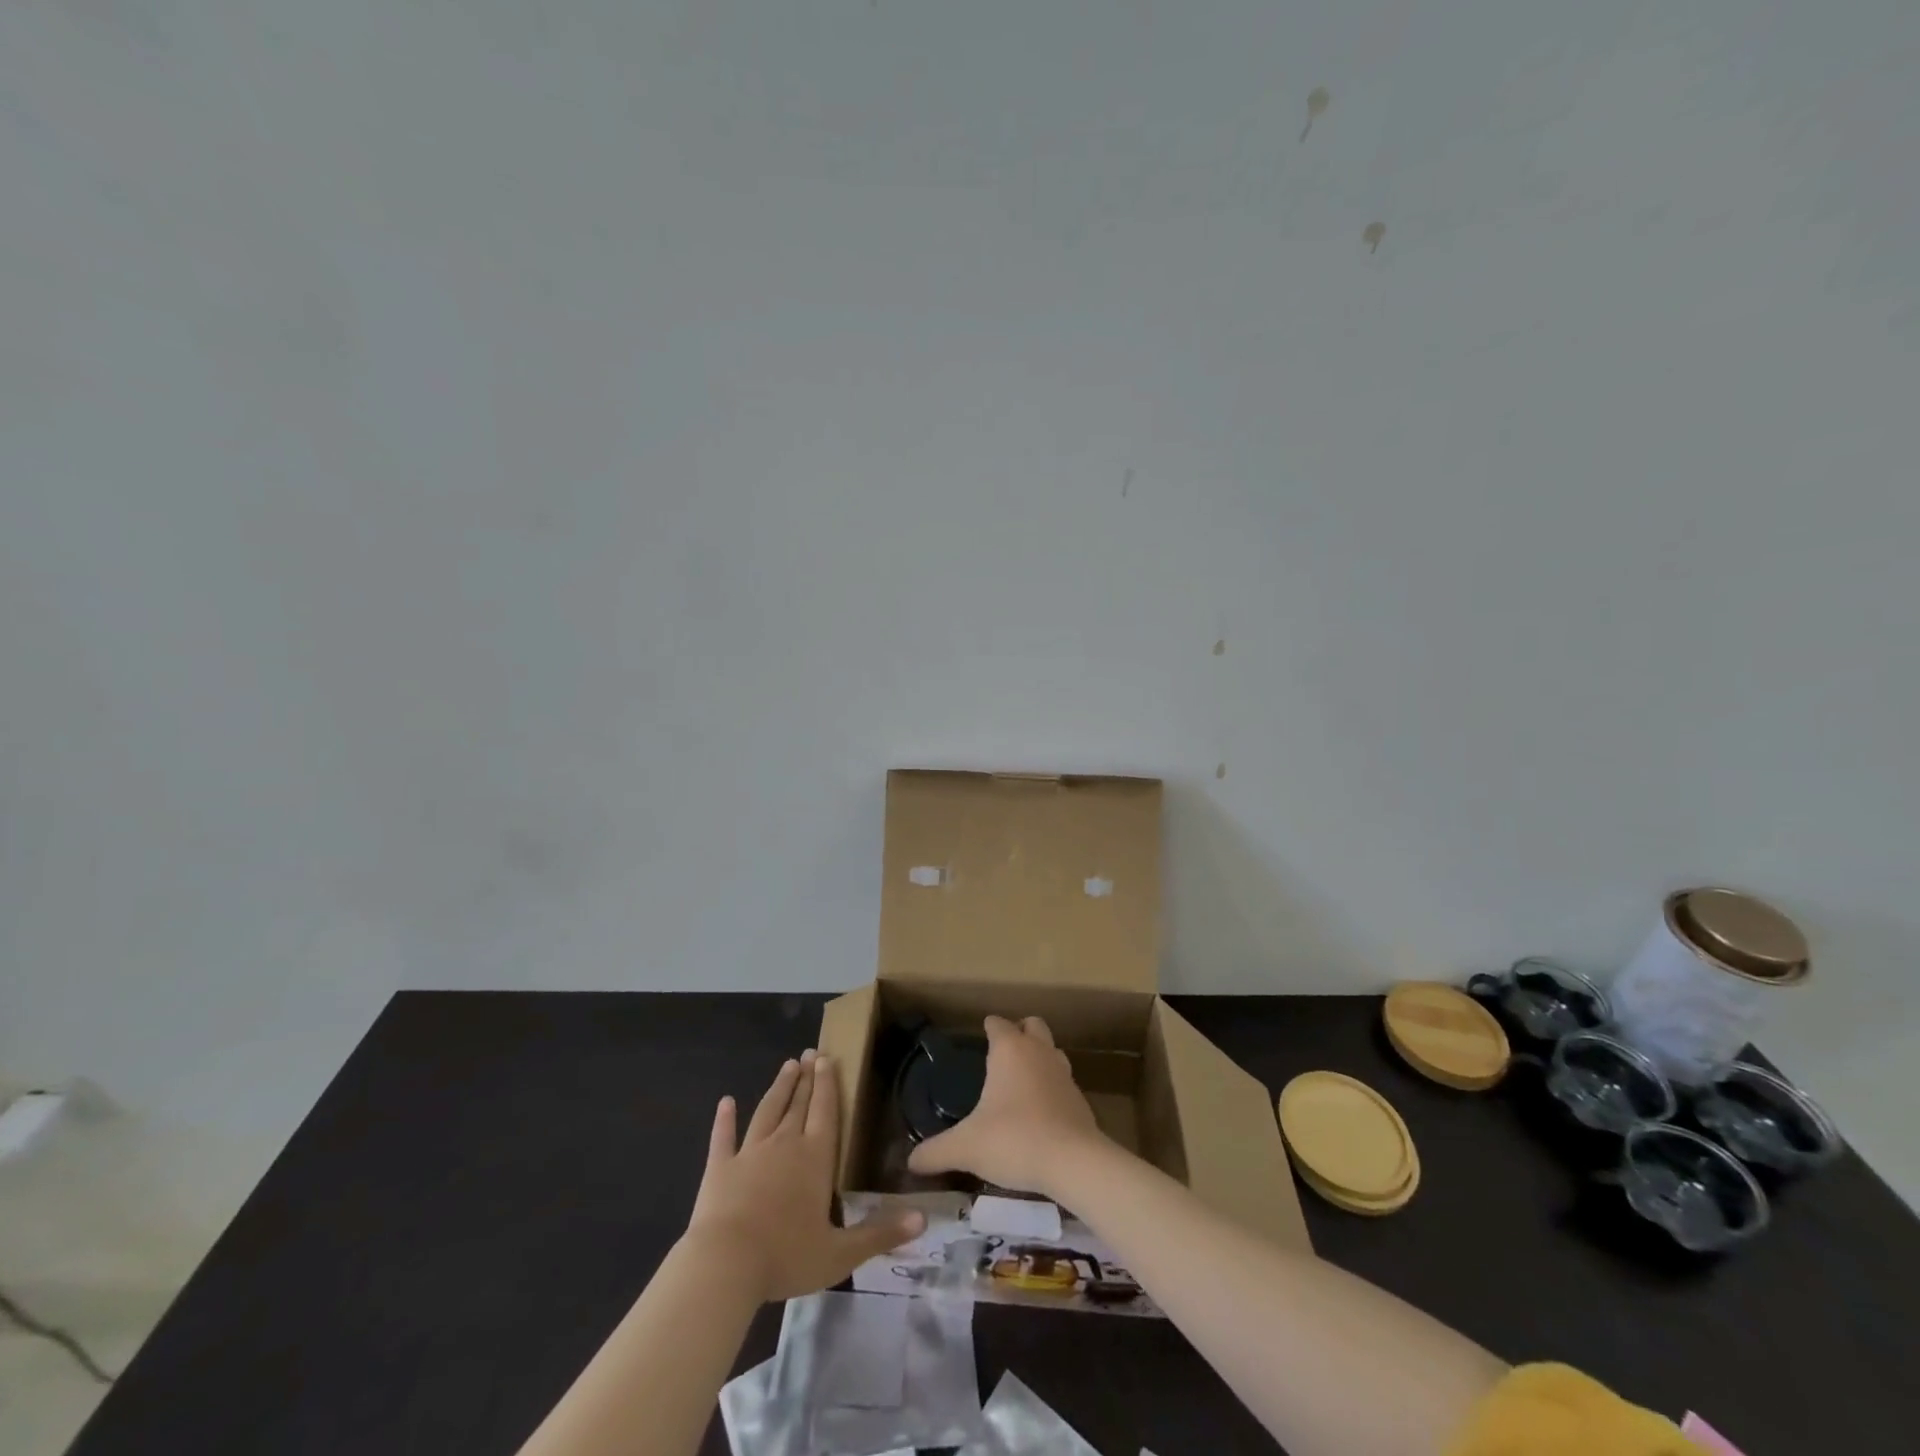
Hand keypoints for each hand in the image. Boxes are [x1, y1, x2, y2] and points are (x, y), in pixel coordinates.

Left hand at [685, 1050, 924, 1302]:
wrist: (725, 1264)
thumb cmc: (786, 1256)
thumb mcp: (841, 1254)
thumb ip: (880, 1234)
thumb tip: (923, 1219)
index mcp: (815, 1158)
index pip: (826, 1111)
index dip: (827, 1083)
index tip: (826, 1058)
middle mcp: (785, 1144)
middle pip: (799, 1104)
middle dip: (806, 1078)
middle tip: (809, 1052)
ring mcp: (750, 1152)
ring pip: (767, 1111)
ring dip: (779, 1088)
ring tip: (787, 1066)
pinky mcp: (720, 1168)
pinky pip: (723, 1137)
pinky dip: (725, 1119)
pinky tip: (726, 1102)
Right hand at [907, 1016, 1106, 1198]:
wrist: (1073, 1161)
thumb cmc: (1014, 1139)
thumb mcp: (966, 1147)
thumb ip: (936, 1152)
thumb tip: (910, 1162)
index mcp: (1010, 1049)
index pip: (998, 1023)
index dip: (988, 1027)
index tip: (980, 1036)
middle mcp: (1039, 1051)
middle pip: (1032, 1025)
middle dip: (1019, 1032)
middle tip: (1002, 1054)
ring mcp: (1064, 1072)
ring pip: (1052, 1050)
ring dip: (1039, 1057)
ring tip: (1021, 1081)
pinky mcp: (1080, 1098)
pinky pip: (1063, 1081)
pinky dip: (1052, 1087)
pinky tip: (1041, 1112)